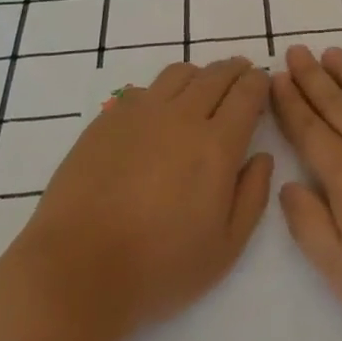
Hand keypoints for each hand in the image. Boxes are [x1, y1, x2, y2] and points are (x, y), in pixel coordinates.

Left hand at [12, 57, 273, 340]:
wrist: (77, 270)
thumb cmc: (159, 268)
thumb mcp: (226, 248)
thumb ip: (252, 196)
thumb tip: (262, 157)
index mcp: (216, 146)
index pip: (246, 94)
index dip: (259, 82)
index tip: (263, 82)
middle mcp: (181, 117)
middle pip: (215, 75)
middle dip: (234, 70)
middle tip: (242, 75)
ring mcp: (139, 114)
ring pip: (178, 74)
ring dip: (199, 75)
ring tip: (202, 89)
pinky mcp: (106, 121)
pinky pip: (143, 90)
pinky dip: (162, 91)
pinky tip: (158, 112)